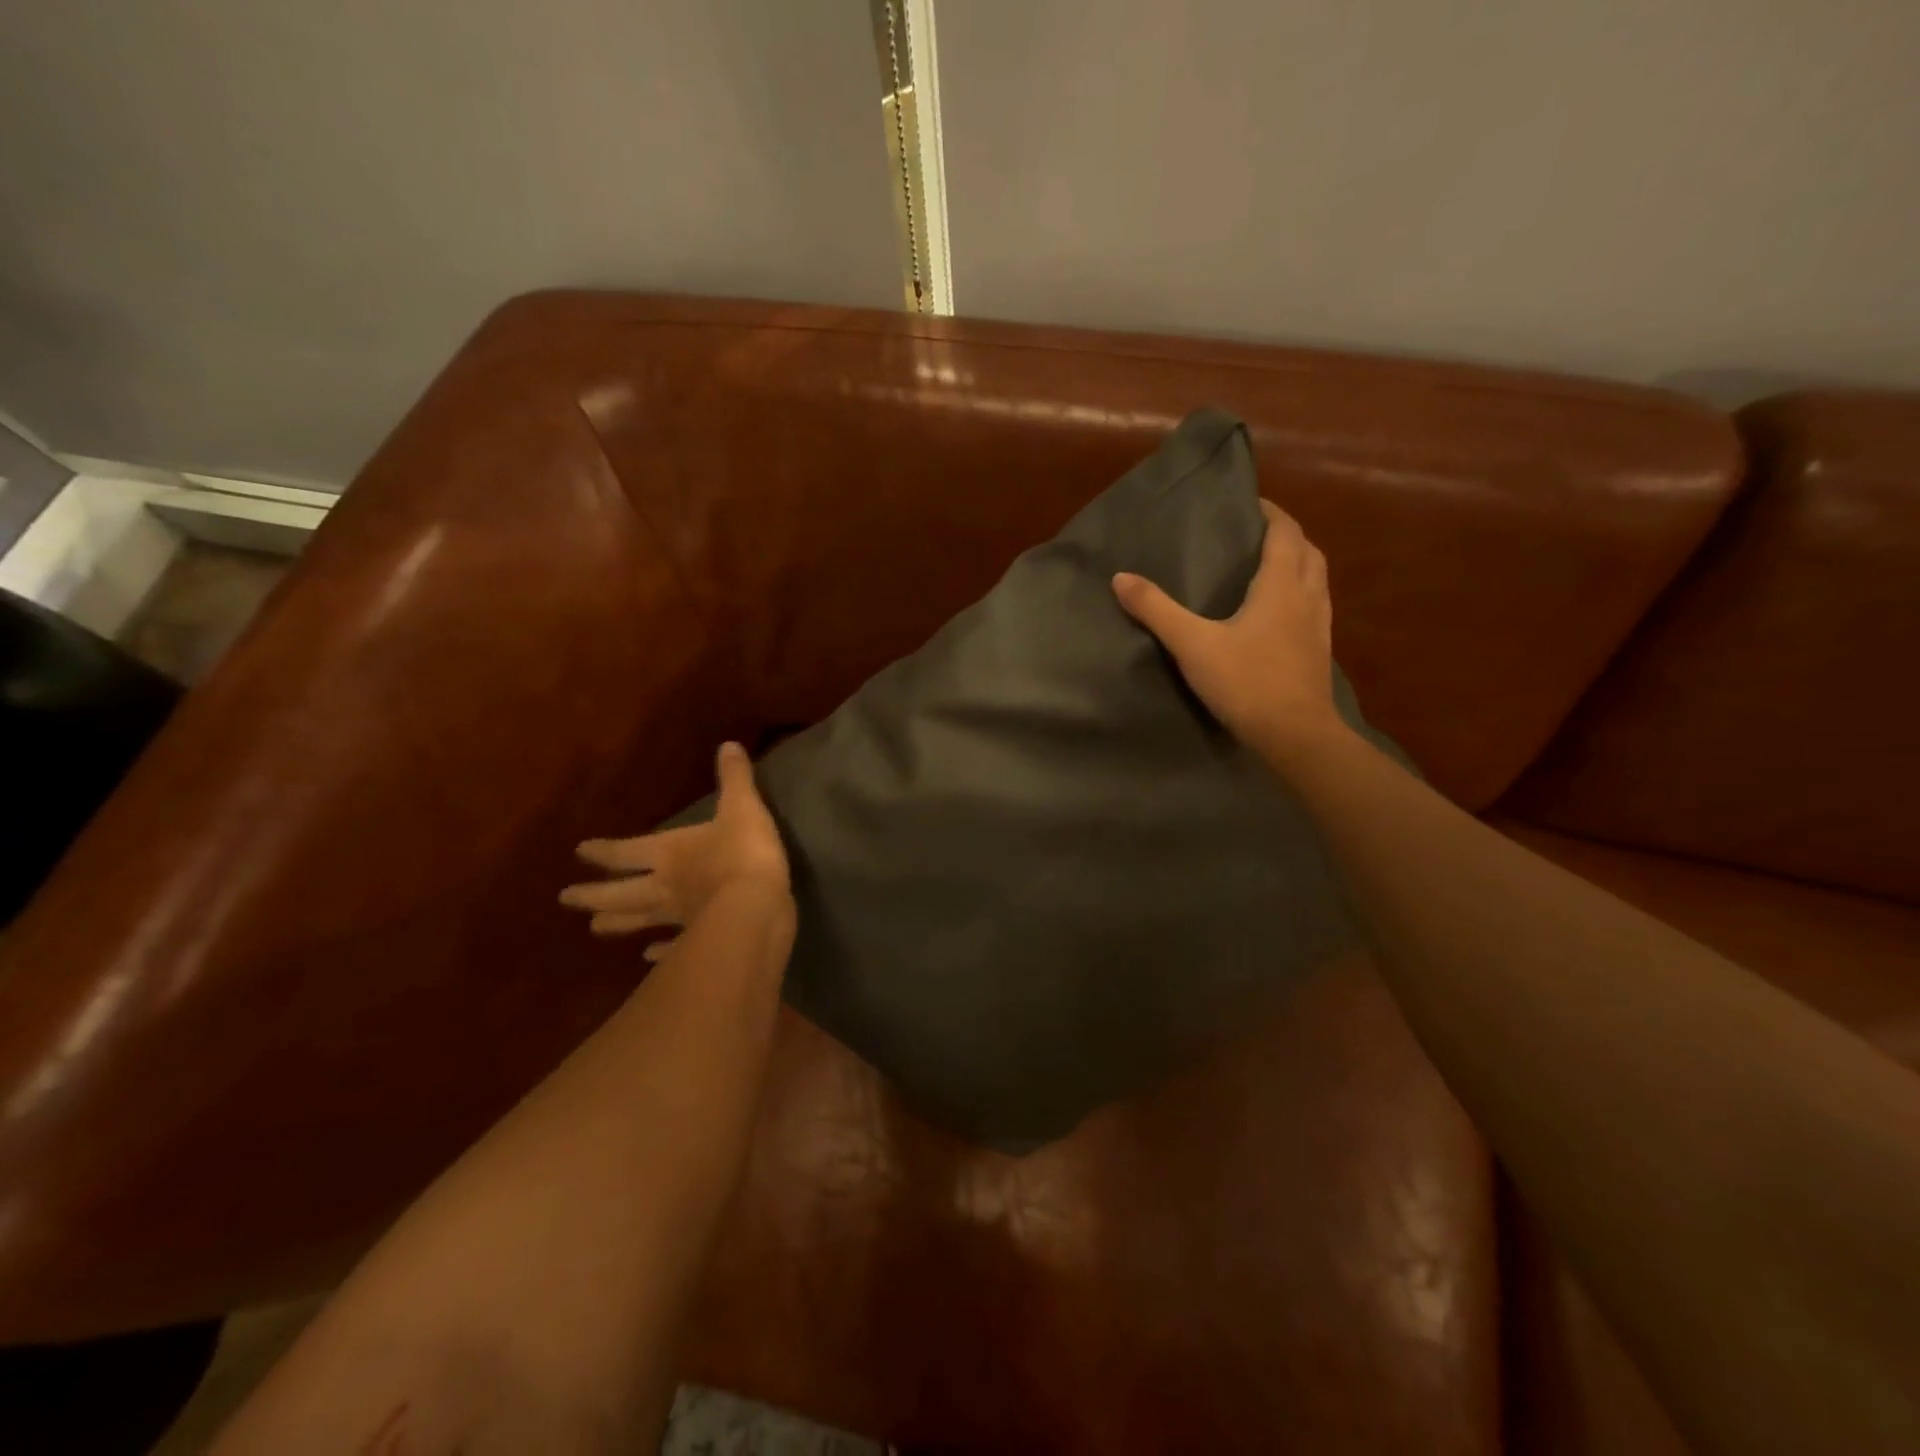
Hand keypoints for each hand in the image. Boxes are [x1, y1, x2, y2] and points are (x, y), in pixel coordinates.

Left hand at [561, 742, 789, 960]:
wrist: (757, 906)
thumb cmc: (744, 852)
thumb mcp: (743, 807)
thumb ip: (734, 778)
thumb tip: (728, 744)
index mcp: (668, 852)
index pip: (626, 852)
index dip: (603, 851)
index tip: (579, 852)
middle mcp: (664, 886)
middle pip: (621, 891)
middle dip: (594, 894)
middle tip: (566, 898)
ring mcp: (678, 917)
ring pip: (639, 920)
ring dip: (618, 923)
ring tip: (595, 928)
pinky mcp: (698, 940)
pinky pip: (674, 946)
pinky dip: (662, 951)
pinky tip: (651, 956)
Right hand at [1113, 499, 1349, 766]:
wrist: (1295, 734)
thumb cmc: (1246, 682)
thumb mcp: (1192, 645)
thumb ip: (1156, 610)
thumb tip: (1121, 578)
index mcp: (1281, 586)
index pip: (1285, 533)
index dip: (1271, 513)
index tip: (1250, 503)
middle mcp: (1307, 598)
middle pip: (1308, 551)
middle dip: (1287, 535)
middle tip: (1257, 533)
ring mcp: (1319, 626)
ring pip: (1316, 579)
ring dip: (1298, 563)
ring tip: (1269, 567)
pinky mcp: (1319, 652)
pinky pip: (1315, 607)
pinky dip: (1300, 595)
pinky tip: (1280, 615)